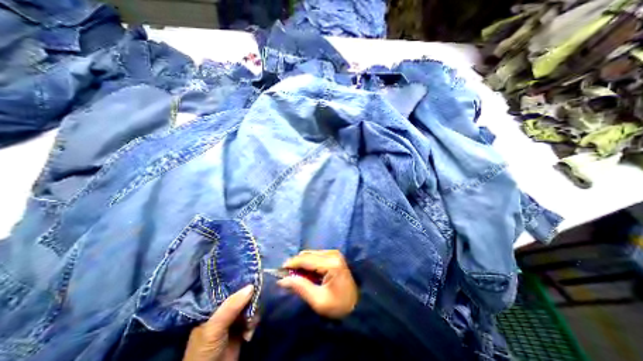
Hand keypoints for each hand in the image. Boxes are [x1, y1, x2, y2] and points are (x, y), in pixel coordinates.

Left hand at [181, 285, 255, 360]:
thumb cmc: (205, 350)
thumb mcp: (215, 327)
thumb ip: (231, 307)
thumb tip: (251, 286)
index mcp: (213, 306)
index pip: (229, 288)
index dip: (242, 283)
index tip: (254, 279)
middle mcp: (224, 310)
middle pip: (242, 296)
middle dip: (251, 301)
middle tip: (254, 307)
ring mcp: (233, 320)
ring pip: (250, 306)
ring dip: (253, 315)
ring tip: (250, 325)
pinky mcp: (241, 329)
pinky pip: (252, 319)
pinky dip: (253, 324)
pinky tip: (249, 334)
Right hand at [276, 250, 359, 318]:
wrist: (357, 305)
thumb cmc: (339, 306)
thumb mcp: (318, 301)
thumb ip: (300, 287)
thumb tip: (282, 279)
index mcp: (331, 263)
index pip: (306, 259)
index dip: (291, 264)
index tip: (279, 271)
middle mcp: (332, 253)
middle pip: (307, 254)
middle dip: (296, 264)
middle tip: (287, 277)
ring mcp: (334, 253)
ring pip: (311, 254)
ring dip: (302, 264)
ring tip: (297, 278)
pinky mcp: (334, 256)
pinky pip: (316, 256)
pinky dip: (309, 264)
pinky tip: (307, 275)